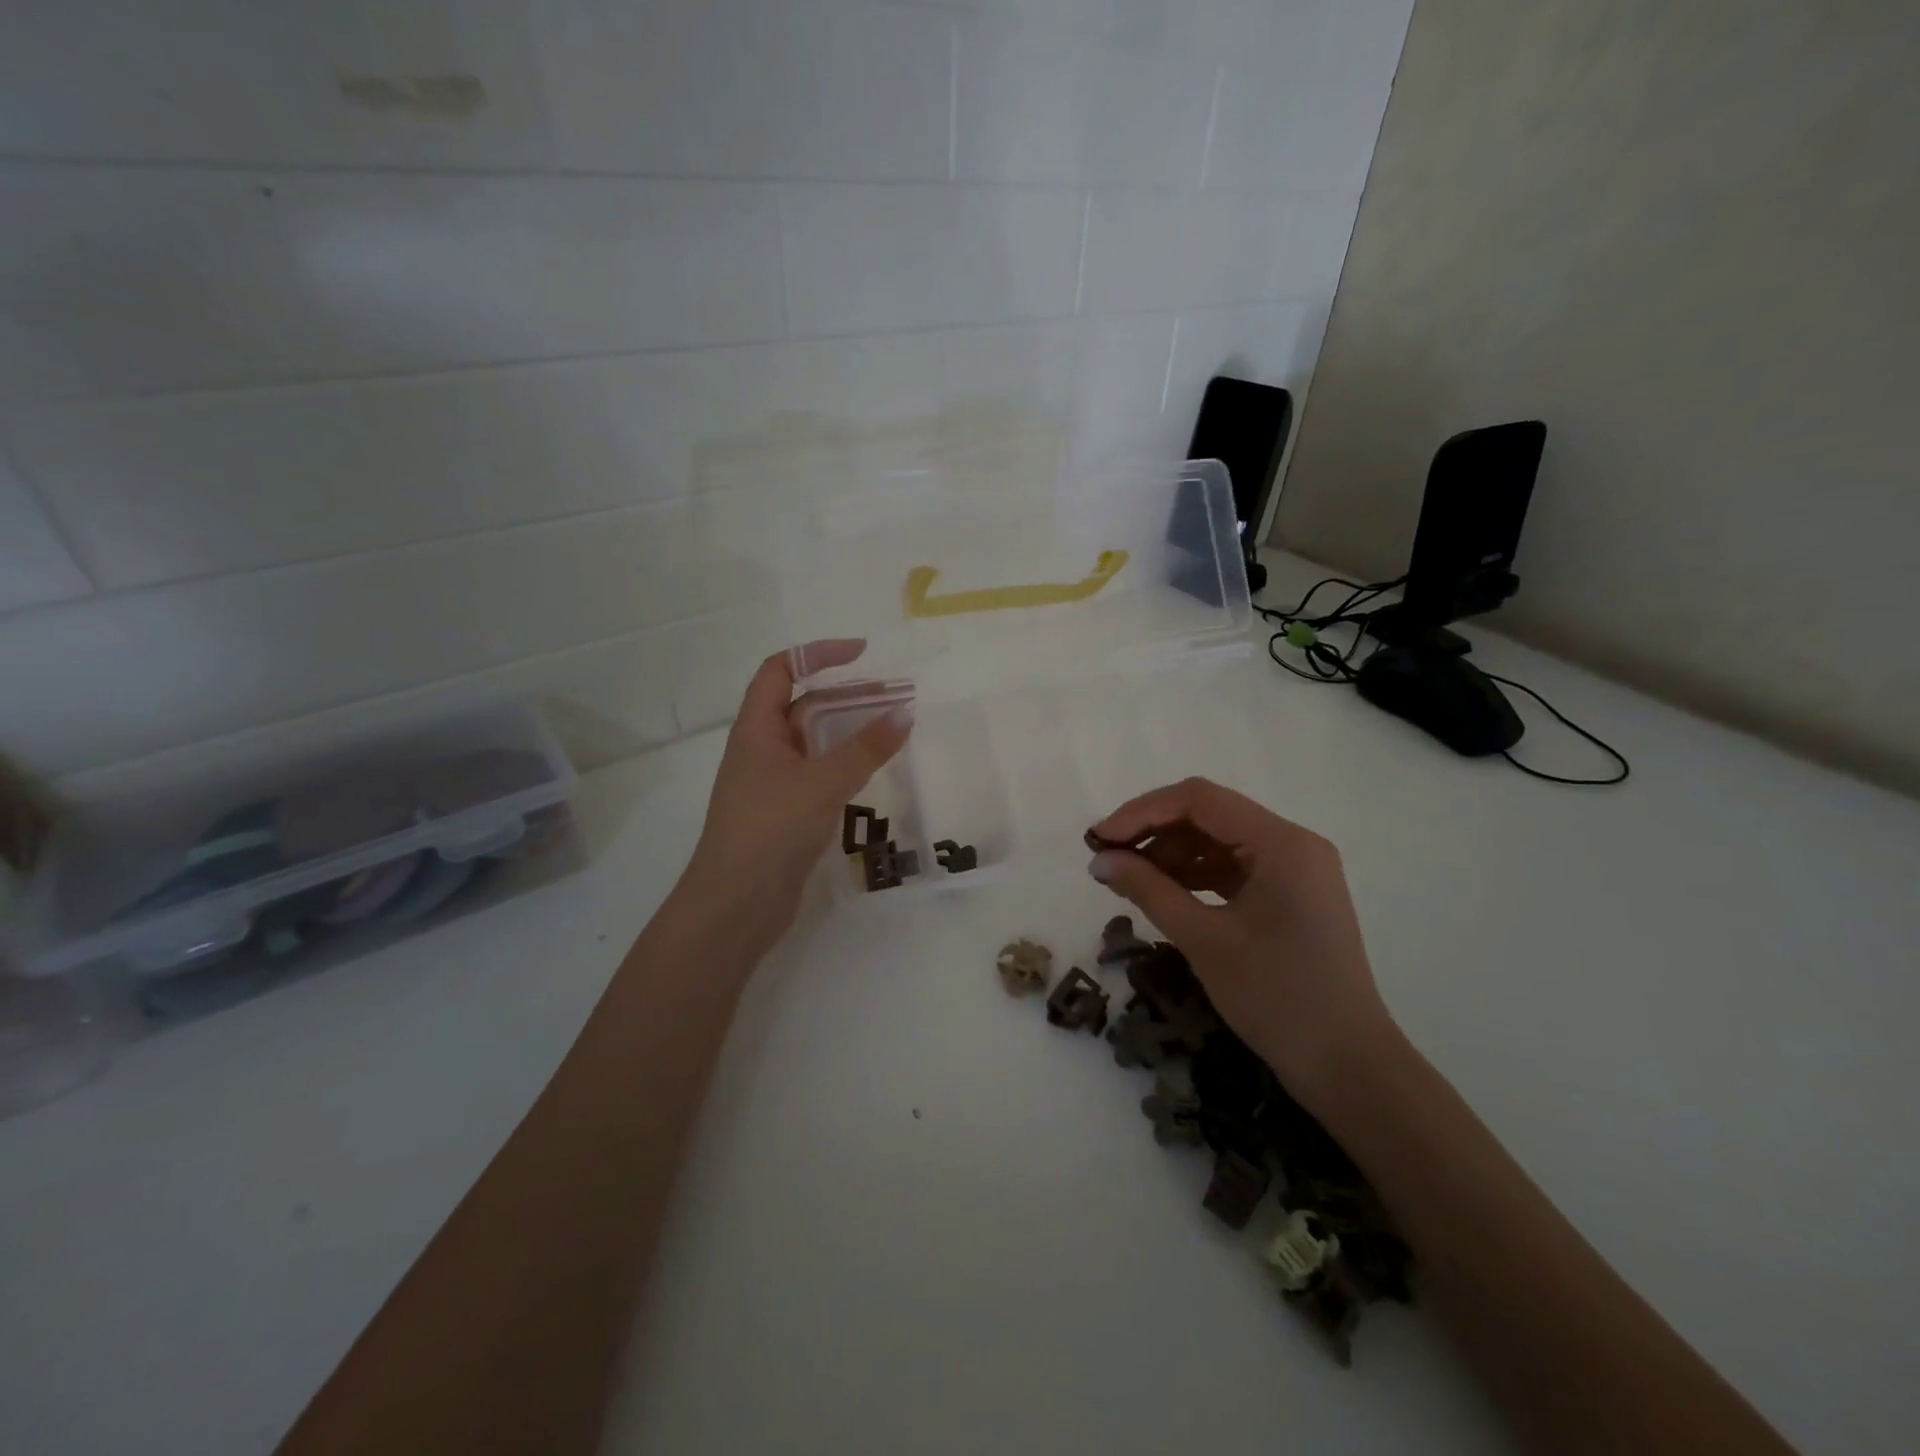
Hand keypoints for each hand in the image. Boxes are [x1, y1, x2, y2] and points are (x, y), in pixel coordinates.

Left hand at [681, 640, 910, 953]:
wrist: (736, 905)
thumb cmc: (770, 829)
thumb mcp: (822, 782)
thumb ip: (865, 748)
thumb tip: (905, 712)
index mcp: (756, 730)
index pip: (780, 671)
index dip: (817, 654)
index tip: (862, 654)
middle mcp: (762, 750)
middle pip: (803, 706)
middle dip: (846, 696)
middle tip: (893, 697)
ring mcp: (773, 784)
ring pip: (814, 744)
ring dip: (849, 732)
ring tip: (893, 730)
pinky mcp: (786, 815)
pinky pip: (819, 776)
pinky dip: (845, 766)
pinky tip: (872, 773)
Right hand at [1087, 777, 1395, 1108]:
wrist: (1347, 1066)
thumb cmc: (1277, 998)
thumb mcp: (1203, 940)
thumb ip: (1148, 890)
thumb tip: (1099, 860)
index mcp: (1282, 843)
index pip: (1200, 800)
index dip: (1142, 812)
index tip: (1100, 839)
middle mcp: (1293, 843)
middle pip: (1209, 815)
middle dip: (1153, 832)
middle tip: (1107, 859)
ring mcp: (1296, 869)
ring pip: (1218, 841)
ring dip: (1171, 854)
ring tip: (1127, 879)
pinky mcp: (1291, 894)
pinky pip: (1234, 868)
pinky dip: (1195, 875)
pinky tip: (1162, 892)